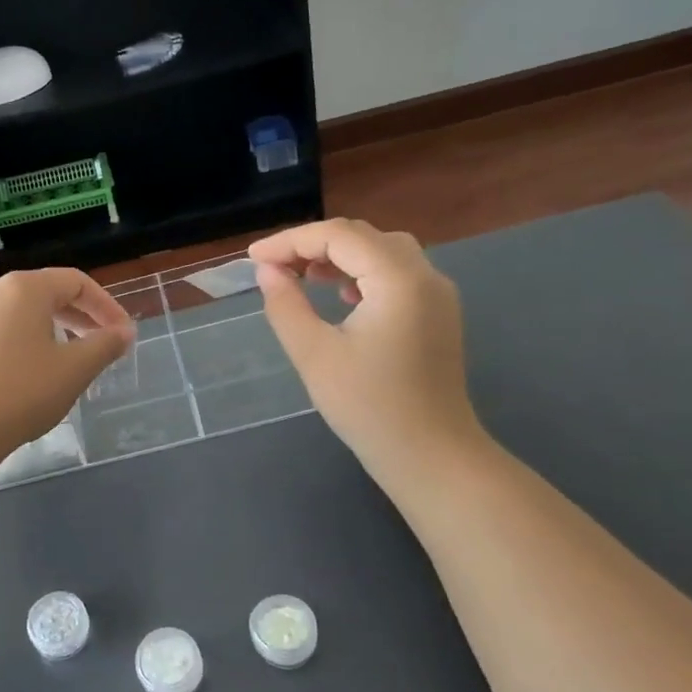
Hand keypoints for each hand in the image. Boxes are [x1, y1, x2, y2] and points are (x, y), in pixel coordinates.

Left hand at [0, 269, 135, 459]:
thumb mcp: (75, 370)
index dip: (105, 305)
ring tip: (45, 343)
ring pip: (1, 304)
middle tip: (94, 341)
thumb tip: (124, 332)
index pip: (75, 283)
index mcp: (25, 288)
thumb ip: (104, 345)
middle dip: (72, 314)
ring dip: (29, 320)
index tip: (122, 333)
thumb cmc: (22, 393)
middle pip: (40, 291)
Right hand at [249, 219, 484, 481]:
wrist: (431, 456)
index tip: (253, 259)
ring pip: (382, 251)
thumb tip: (268, 271)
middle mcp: (425, 275)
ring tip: (302, 276)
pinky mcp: (438, 313)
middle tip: (273, 267)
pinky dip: (362, 273)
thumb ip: (286, 305)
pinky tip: (340, 295)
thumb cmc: (369, 407)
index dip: (291, 240)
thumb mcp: (314, 355)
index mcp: (398, 279)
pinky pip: (397, 273)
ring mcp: (438, 294)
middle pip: (363, 237)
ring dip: (339, 256)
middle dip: (313, 244)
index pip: (338, 236)